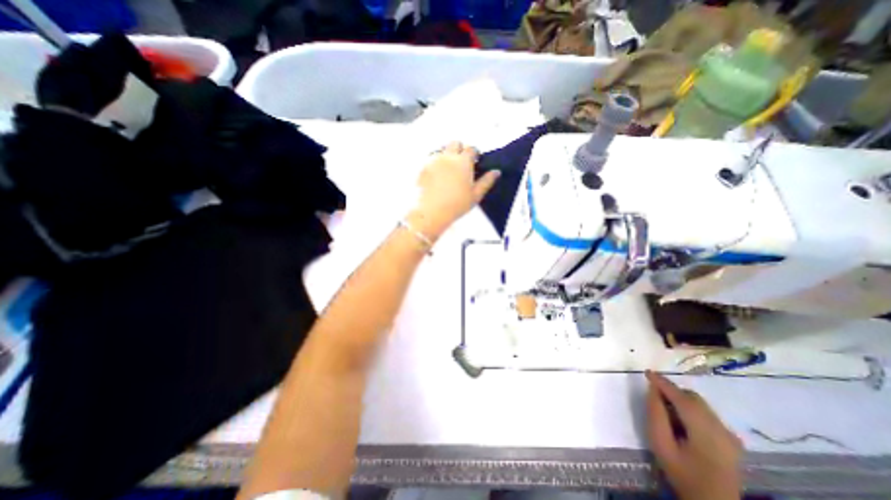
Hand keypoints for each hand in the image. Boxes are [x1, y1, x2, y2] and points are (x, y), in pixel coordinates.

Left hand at [407, 140, 497, 239]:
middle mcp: (448, 157)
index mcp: (463, 162)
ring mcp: (434, 161)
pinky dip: (436, 163)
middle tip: (461, 163)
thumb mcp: (475, 195)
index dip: (474, 153)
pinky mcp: (423, 168)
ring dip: (447, 155)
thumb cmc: (456, 205)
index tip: (475, 161)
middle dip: (460, 149)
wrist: (431, 212)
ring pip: (442, 150)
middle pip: (455, 143)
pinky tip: (437, 176)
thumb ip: (487, 181)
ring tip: (448, 170)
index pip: (471, 149)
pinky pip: (431, 159)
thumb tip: (496, 172)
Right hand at [646, 371, 742, 499]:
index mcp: (706, 431)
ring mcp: (730, 435)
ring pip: (700, 404)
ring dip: (680, 400)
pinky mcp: (731, 440)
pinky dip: (690, 409)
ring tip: (666, 410)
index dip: (663, 382)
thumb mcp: (660, 444)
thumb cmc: (682, 473)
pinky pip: (706, 414)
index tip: (647, 372)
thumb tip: (653, 390)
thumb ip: (655, 414)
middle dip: (672, 391)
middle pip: (693, 398)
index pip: (681, 397)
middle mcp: (722, 429)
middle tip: (653, 395)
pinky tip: (681, 421)